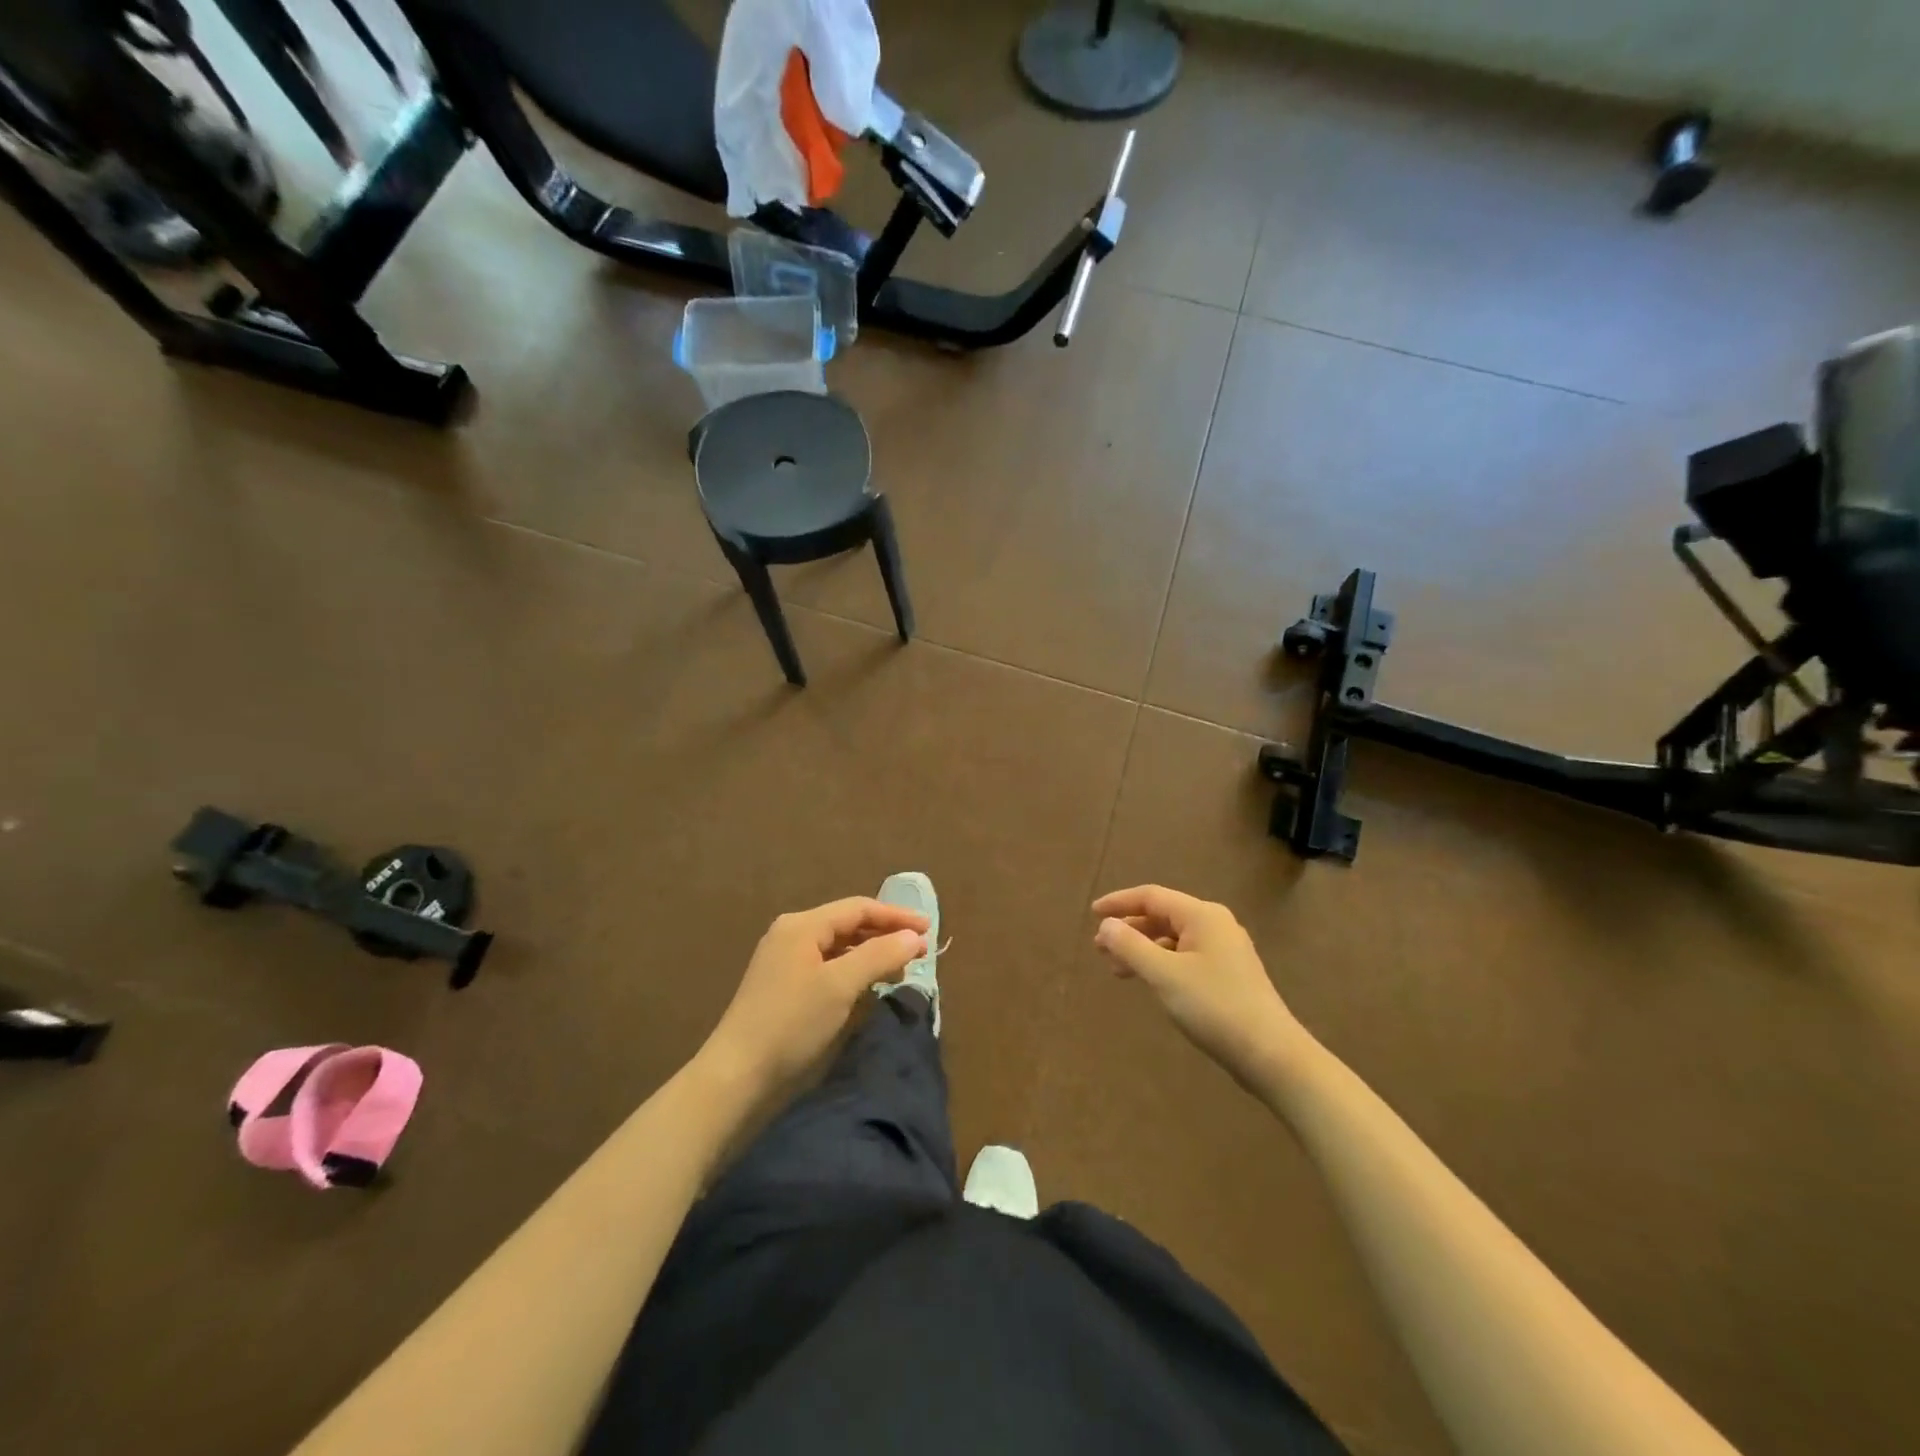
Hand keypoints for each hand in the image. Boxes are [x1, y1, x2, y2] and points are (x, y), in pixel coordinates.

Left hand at [704, 896, 929, 1092]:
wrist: (737, 1075)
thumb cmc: (792, 1023)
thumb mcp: (841, 986)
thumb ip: (880, 955)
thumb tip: (914, 937)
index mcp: (802, 925)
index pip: (859, 908)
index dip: (896, 917)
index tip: (930, 929)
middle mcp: (792, 934)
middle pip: (848, 924)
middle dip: (885, 935)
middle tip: (919, 951)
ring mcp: (785, 960)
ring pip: (838, 946)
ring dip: (871, 954)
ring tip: (900, 970)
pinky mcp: (783, 986)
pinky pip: (827, 965)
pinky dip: (853, 970)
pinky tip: (868, 986)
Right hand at [1091, 885, 1304, 1091]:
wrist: (1271, 1055)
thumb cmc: (1215, 1007)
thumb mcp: (1164, 975)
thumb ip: (1131, 947)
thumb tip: (1105, 925)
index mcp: (1202, 915)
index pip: (1151, 896)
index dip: (1119, 903)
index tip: (1091, 914)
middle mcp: (1215, 925)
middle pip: (1162, 916)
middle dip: (1129, 929)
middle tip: (1099, 947)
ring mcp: (1224, 950)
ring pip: (1173, 939)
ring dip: (1142, 949)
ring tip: (1117, 969)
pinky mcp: (1228, 974)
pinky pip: (1185, 956)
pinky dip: (1161, 963)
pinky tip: (1149, 981)